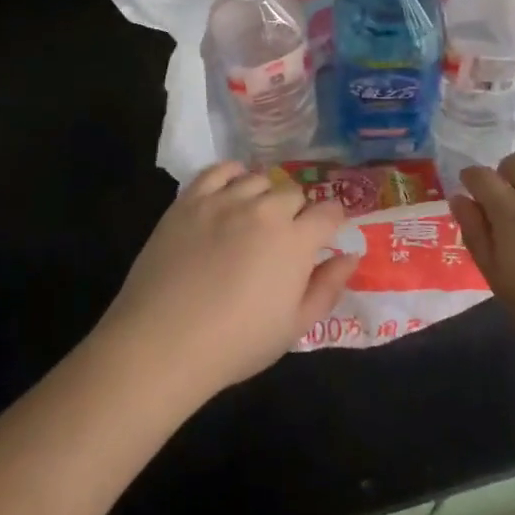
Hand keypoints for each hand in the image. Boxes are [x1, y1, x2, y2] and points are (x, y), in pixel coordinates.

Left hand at [97, 163, 357, 402]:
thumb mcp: (293, 328)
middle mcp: (265, 210)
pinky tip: (231, 189)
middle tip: (283, 238)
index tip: (325, 234)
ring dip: (264, 195)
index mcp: (295, 240)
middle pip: (293, 193)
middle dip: (297, 212)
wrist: (163, 342)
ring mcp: (225, 200)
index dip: (332, 220)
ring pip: (258, 180)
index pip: (328, 212)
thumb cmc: (236, 343)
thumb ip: (327, 288)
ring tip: (254, 218)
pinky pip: (220, 170)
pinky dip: (232, 174)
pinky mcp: (191, 199)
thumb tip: (351, 256)